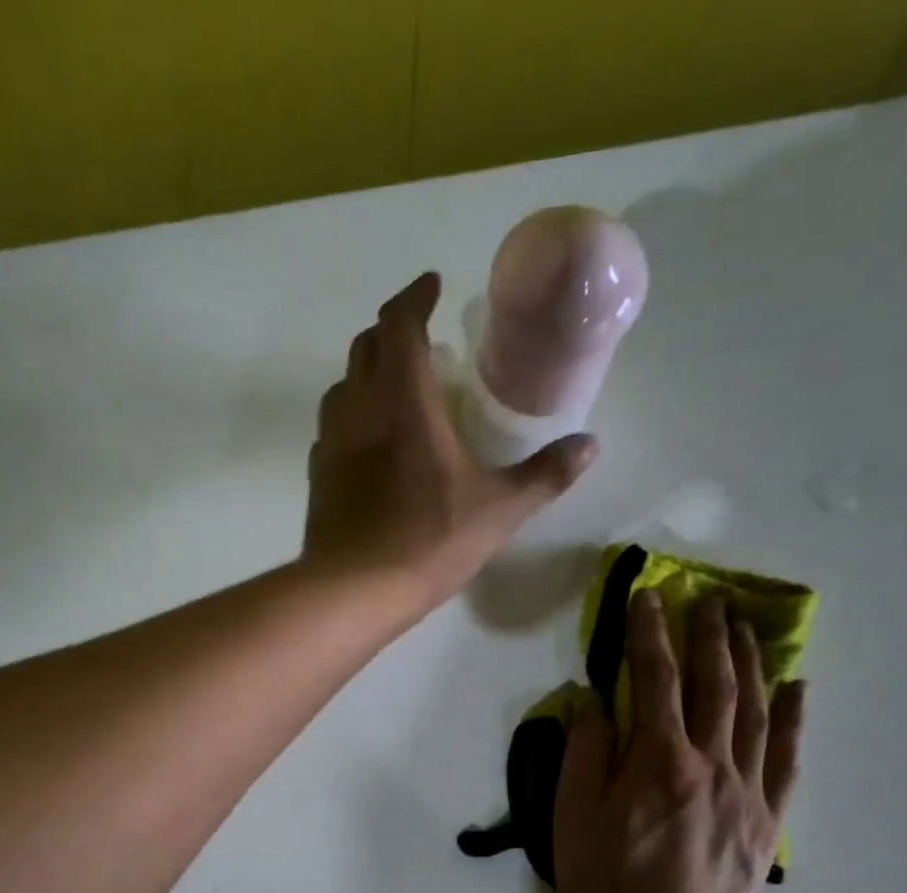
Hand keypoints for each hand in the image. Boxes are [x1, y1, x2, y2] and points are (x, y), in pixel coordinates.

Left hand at [302, 272, 596, 612]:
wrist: (352, 592)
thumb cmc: (427, 543)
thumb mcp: (497, 511)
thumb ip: (544, 476)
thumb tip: (589, 446)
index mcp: (403, 402)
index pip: (399, 325)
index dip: (414, 297)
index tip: (432, 286)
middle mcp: (359, 410)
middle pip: (365, 347)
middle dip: (391, 330)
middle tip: (420, 336)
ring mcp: (330, 444)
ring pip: (342, 386)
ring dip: (367, 373)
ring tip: (396, 386)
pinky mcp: (317, 477)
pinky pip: (332, 428)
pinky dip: (352, 416)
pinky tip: (370, 442)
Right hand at [553, 590, 805, 892]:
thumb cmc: (608, 876)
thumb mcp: (573, 813)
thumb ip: (584, 751)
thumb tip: (592, 699)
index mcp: (658, 758)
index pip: (656, 679)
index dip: (651, 632)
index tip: (649, 594)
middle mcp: (709, 761)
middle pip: (714, 685)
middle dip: (710, 635)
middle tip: (711, 597)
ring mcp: (745, 788)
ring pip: (753, 711)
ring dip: (750, 662)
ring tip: (747, 626)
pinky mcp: (767, 818)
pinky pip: (785, 758)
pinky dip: (791, 719)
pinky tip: (797, 688)